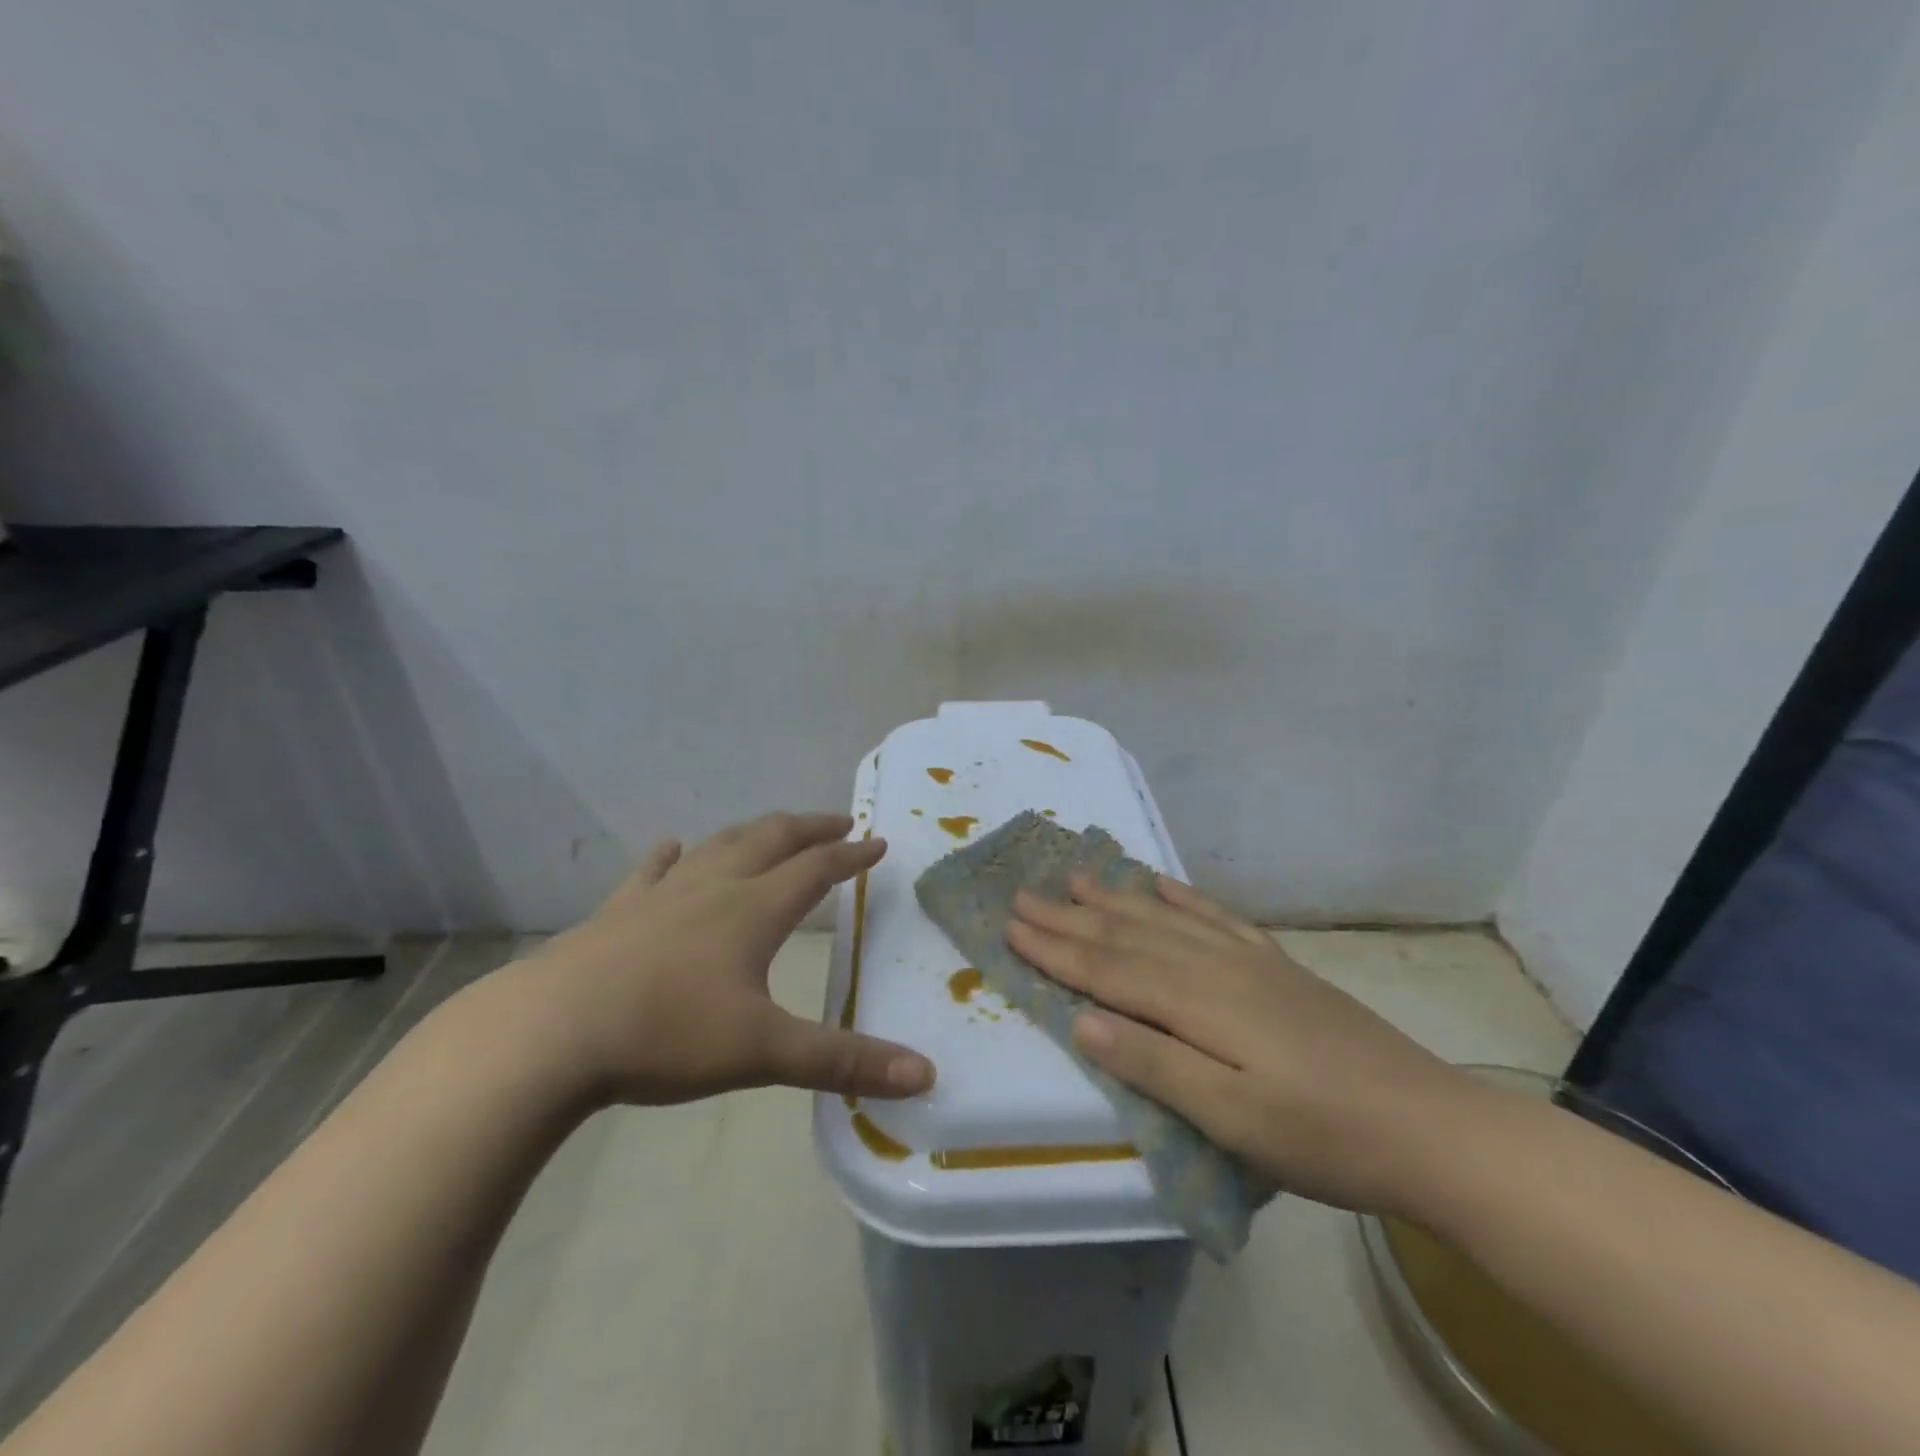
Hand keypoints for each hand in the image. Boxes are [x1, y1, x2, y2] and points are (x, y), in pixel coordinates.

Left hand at [490, 812, 935, 1107]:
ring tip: (771, 829)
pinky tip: (671, 846)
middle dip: (809, 828)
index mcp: (753, 911)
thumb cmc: (665, 1035)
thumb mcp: (763, 1052)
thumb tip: (925, 1075)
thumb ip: (844, 1062)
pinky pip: (651, 871)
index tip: (877, 843)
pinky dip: (669, 855)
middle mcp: (713, 889)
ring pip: (718, 847)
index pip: (816, 870)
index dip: (851, 856)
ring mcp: (661, 895)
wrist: (549, 1033)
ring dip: (752, 832)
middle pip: (770, 840)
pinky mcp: (617, 913)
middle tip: (837, 822)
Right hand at [1007, 874, 1474, 1214]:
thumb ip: (1154, 1063)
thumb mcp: (1230, 1117)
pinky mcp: (1276, 966)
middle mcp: (1215, 965)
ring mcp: (1248, 960)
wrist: (1429, 1127)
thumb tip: (1081, 1021)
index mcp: (1197, 1002)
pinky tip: (1162, 884)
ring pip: (1164, 918)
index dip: (1056, 949)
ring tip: (1076, 874)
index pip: (1108, 969)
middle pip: (1127, 934)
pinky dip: (1181, 897)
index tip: (1009, 926)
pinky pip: (1216, 917)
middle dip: (1070, 916)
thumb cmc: (1321, 1136)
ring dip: (1115, 897)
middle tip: (1023, 892)